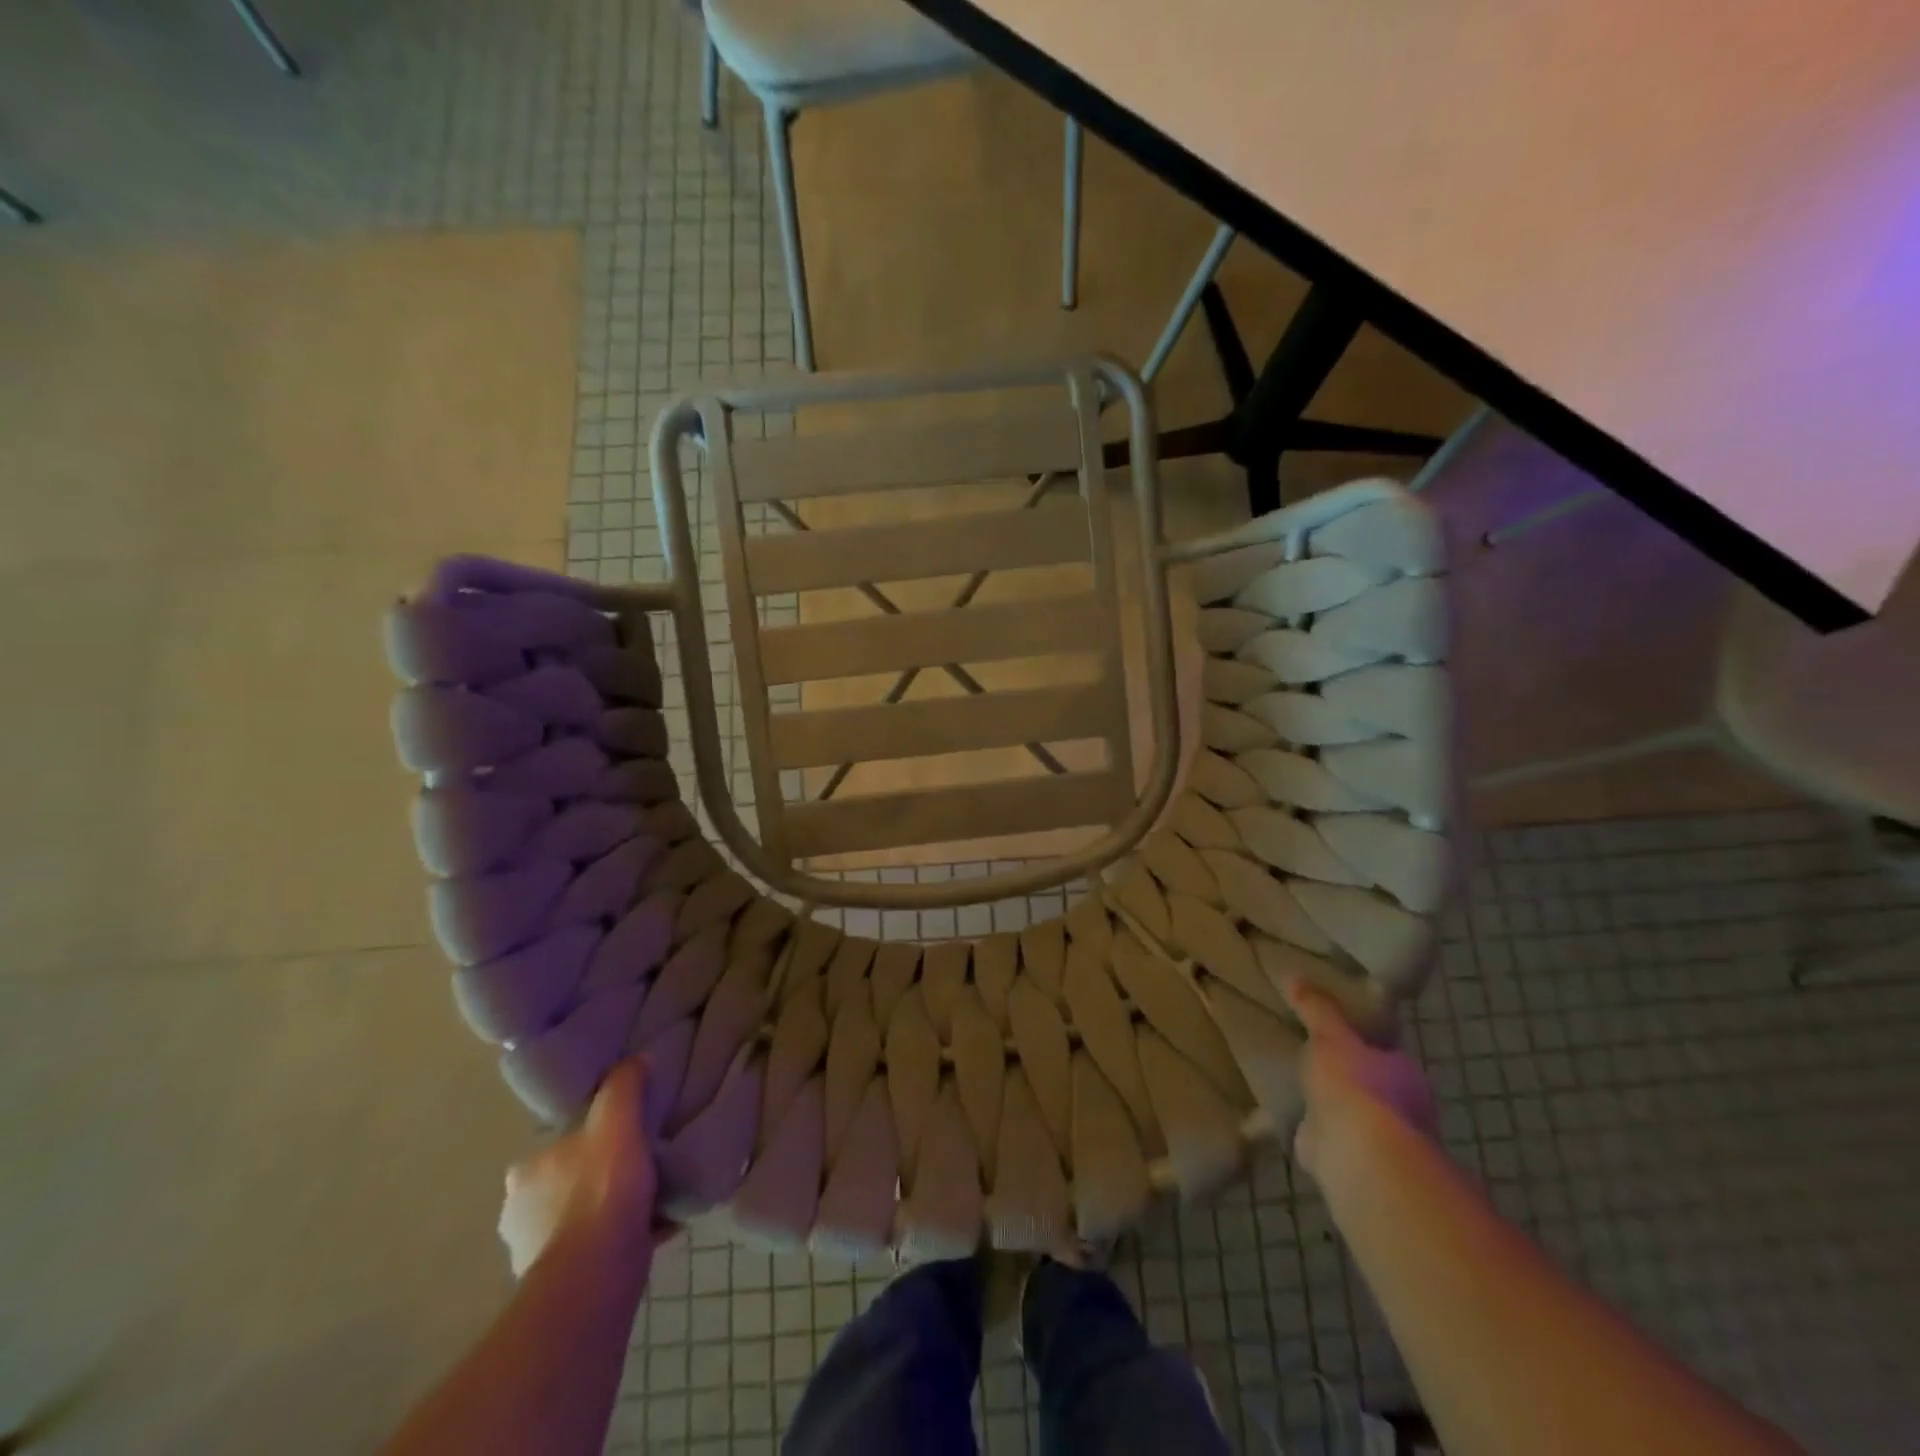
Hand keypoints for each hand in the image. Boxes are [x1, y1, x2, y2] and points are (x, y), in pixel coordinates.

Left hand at [498, 1057, 665, 1278]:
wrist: (594, 1277)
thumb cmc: (601, 1192)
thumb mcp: (618, 1122)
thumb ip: (624, 1086)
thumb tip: (636, 1059)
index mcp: (525, 1172)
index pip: (559, 1144)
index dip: (593, 1137)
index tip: (625, 1136)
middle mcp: (519, 1213)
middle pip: (572, 1181)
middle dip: (603, 1177)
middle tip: (646, 1166)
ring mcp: (535, 1255)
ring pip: (584, 1218)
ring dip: (613, 1211)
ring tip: (657, 1198)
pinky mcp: (560, 1286)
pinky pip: (600, 1249)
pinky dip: (624, 1238)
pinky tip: (660, 1226)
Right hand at [1285, 977, 1438, 1193]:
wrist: (1356, 1152)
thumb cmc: (1354, 1083)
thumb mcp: (1330, 1034)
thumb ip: (1317, 1009)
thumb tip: (1296, 976)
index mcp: (1404, 1073)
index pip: (1385, 1051)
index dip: (1362, 1040)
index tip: (1335, 1029)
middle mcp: (1399, 1108)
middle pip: (1369, 1082)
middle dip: (1345, 1073)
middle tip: (1310, 1054)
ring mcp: (1375, 1139)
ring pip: (1350, 1112)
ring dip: (1329, 1104)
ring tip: (1294, 1084)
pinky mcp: (1347, 1160)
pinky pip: (1324, 1136)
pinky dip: (1309, 1129)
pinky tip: (1286, 1117)